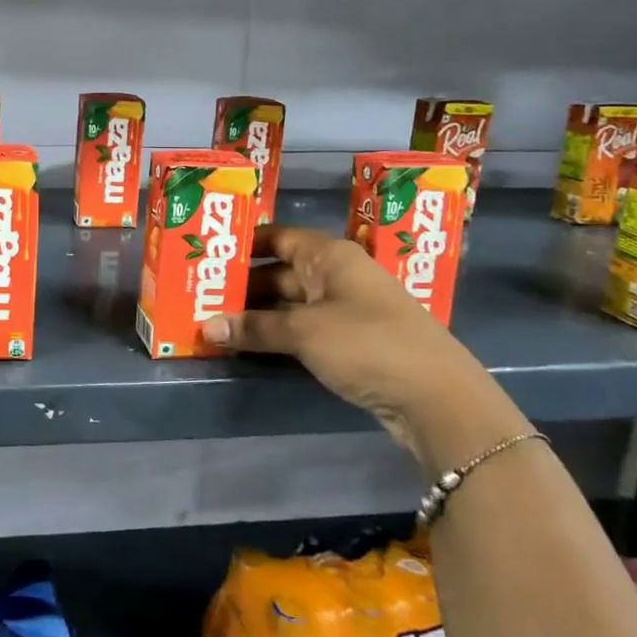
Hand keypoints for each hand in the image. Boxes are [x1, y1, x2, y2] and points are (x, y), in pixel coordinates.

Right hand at [204, 224, 517, 465]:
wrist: (437, 400)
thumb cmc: (368, 344)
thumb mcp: (305, 331)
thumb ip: (254, 327)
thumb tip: (205, 327)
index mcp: (331, 256)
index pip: (279, 237)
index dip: (244, 243)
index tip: (208, 253)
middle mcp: (338, 276)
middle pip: (280, 272)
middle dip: (242, 285)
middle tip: (199, 294)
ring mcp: (345, 311)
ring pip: (289, 304)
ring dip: (255, 314)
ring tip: (212, 320)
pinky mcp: (349, 343)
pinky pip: (301, 330)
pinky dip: (275, 335)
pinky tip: (246, 344)